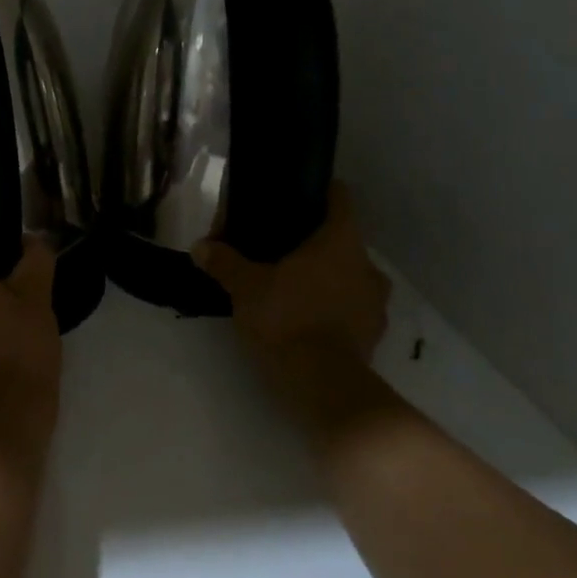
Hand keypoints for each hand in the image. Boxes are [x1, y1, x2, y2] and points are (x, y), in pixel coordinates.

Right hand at [193, 182, 396, 447]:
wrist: (323, 385)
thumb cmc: (287, 318)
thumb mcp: (245, 288)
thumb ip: (224, 263)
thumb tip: (200, 246)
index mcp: (341, 241)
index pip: (341, 198)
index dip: (321, 192)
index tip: (299, 197)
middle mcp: (367, 265)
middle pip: (343, 240)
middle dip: (315, 244)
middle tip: (281, 251)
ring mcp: (376, 304)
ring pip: (351, 276)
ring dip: (327, 279)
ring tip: (293, 288)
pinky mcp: (374, 336)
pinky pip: (352, 310)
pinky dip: (333, 309)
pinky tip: (306, 320)